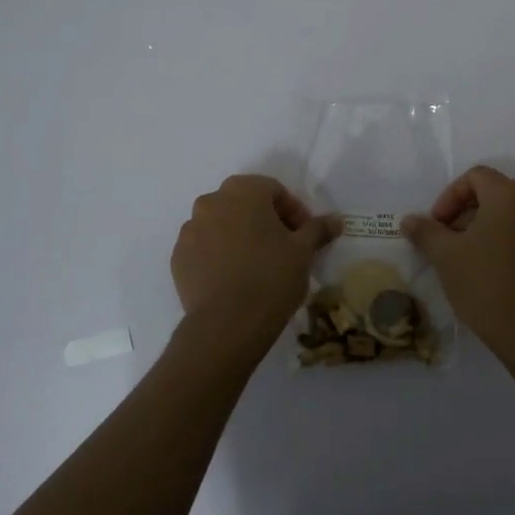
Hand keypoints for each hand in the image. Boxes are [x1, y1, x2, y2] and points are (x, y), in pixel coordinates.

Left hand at [171, 176, 340, 343]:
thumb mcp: (303, 252)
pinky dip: (219, 254)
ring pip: (221, 225)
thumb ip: (318, 229)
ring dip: (240, 236)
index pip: (274, 190)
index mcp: (243, 191)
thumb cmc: (271, 277)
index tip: (304, 236)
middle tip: (283, 248)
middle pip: (244, 203)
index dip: (294, 211)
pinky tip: (234, 278)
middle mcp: (211, 202)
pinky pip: (204, 247)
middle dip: (265, 220)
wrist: (227, 324)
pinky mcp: (178, 257)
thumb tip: (336, 219)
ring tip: (257, 265)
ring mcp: (190, 230)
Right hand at [402, 165, 514, 348]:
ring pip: (507, 216)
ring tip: (461, 257)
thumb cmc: (484, 283)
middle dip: (463, 212)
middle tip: (445, 240)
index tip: (437, 224)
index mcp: (509, 196)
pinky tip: (484, 271)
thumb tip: (409, 220)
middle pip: (492, 193)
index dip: (449, 195)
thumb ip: (425, 231)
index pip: (476, 176)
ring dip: (480, 228)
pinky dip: (499, 241)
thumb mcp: (446, 255)